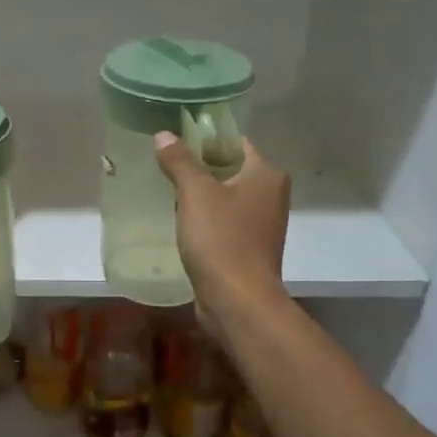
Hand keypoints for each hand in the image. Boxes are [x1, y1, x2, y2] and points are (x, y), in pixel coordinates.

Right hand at [154, 132, 289, 344]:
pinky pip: (225, 223)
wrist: (239, 301)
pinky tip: (183, 224)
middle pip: (231, 169)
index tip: (175, 141)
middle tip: (166, 166)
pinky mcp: (250, 249)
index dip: (205, 138)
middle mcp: (271, 195)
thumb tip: (164, 135)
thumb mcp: (195, 194)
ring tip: (168, 193)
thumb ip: (180, 161)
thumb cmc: (221, 240)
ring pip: (227, 198)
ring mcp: (263, 224)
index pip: (235, 142)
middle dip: (200, 167)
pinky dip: (207, 220)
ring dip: (202, 196)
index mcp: (267, 174)